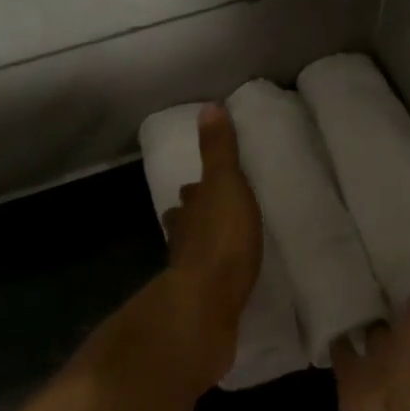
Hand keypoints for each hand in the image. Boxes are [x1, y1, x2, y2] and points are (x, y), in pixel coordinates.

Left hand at [159, 105, 263, 386]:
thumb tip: (208, 106)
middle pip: (186, 222)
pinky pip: (208, 281)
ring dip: (203, 245)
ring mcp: (188, 272)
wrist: (207, 304)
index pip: (191, 193)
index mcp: (190, 210)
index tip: (203, 184)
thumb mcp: (226, 185)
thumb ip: (219, 151)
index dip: (197, 188)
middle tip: (213, 214)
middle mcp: (183, 238)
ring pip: (193, 251)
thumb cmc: (221, 239)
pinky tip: (226, 280)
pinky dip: (214, 275)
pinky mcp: (200, 302)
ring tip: (221, 244)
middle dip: (196, 216)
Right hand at [333, 228, 409, 410]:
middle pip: (401, 302)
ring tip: (333, 266)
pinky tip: (318, 303)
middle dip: (387, 280)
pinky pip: (340, 346)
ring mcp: (382, 356)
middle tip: (360, 241)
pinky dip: (333, 330)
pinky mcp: (351, 373)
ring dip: (359, 303)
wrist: (408, 406)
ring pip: (370, 323)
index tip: (405, 225)